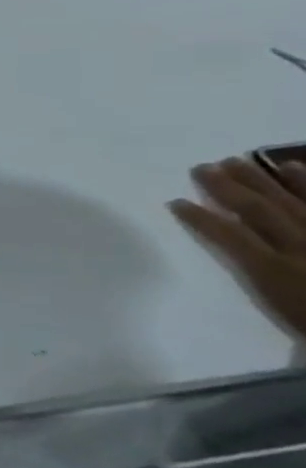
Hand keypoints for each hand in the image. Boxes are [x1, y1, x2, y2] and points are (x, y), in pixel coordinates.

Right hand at [172, 157, 305, 338]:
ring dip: (270, 180)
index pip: (230, 235)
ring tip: (248, 160)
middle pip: (262, 211)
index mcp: (277, 269)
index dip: (201, 218)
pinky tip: (298, 169)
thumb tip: (240, 252)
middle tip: (206, 166)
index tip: (175, 202)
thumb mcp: (283, 307)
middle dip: (230, 188)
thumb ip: (264, 279)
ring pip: (298, 203)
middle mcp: (303, 248)